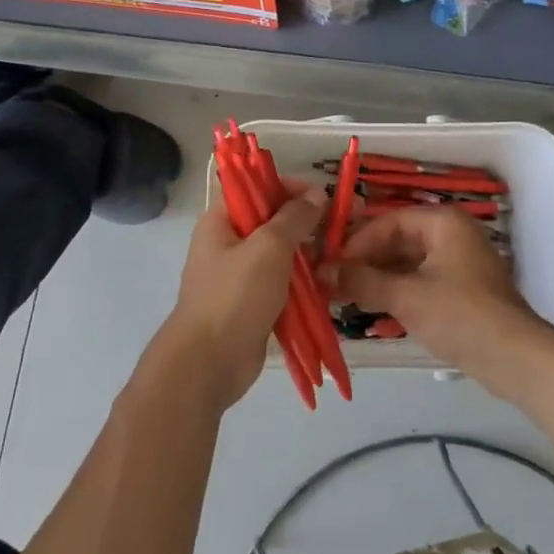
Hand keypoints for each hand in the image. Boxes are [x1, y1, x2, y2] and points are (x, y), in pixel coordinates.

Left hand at [164, 185, 325, 409]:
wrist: (209, 364)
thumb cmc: (235, 295)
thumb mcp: (269, 247)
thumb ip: (295, 217)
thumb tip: (316, 194)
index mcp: (222, 221)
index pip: (260, 189)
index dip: (295, 189)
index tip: (329, 197)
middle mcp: (229, 243)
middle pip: (275, 222)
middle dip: (309, 224)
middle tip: (344, 227)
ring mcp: (241, 276)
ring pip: (283, 255)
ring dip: (310, 256)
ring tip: (341, 257)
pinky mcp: (253, 304)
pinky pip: (283, 284)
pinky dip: (304, 283)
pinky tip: (329, 284)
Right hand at [332, 207, 550, 391]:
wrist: (514, 358)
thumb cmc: (459, 315)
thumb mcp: (405, 296)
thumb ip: (362, 281)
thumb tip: (323, 272)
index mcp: (443, 222)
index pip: (388, 222)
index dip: (357, 243)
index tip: (330, 265)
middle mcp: (452, 234)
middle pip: (398, 241)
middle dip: (366, 262)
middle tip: (334, 283)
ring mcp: (458, 263)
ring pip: (407, 263)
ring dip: (378, 280)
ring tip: (347, 298)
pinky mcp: (461, 290)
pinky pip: (420, 282)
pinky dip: (397, 293)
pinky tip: (374, 310)